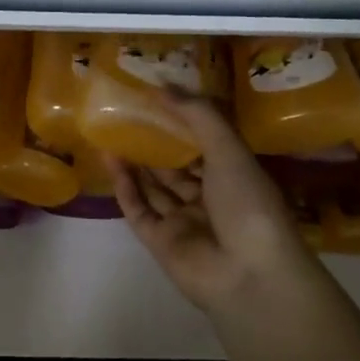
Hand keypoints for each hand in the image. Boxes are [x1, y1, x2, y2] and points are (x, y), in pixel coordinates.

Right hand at [105, 92, 327, 319]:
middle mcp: (208, 199)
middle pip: (176, 167)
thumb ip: (198, 116)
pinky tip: (110, 159)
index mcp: (234, 177)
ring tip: (112, 130)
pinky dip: (124, 186)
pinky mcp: (159, 241)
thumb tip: (163, 86)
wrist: (249, 274)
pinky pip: (138, 209)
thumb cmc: (248, 204)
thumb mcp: (229, 150)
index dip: (183, 123)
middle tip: (128, 113)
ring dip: (135, 161)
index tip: (157, 98)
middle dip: (155, 142)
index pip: (205, 145)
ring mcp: (183, 222)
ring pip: (154, 187)